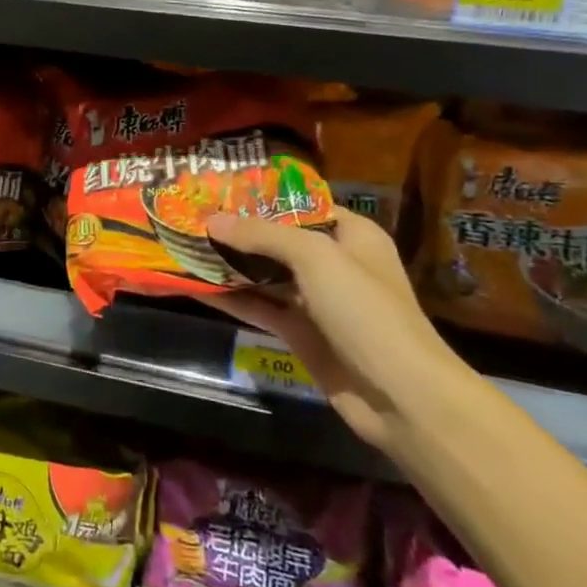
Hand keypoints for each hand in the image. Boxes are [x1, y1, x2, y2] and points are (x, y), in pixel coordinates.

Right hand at [206, 207, 466, 448]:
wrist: (400, 395)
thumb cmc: (365, 310)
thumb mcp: (316, 257)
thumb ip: (263, 235)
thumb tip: (212, 221)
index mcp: (352, 235)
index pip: (302, 205)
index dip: (263, 197)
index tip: (220, 190)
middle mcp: (334, 263)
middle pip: (279, 240)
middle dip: (239, 231)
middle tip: (193, 216)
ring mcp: (317, 301)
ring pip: (265, 274)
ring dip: (230, 264)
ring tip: (186, 246)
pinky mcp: (301, 333)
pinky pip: (261, 308)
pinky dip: (232, 298)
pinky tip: (197, 287)